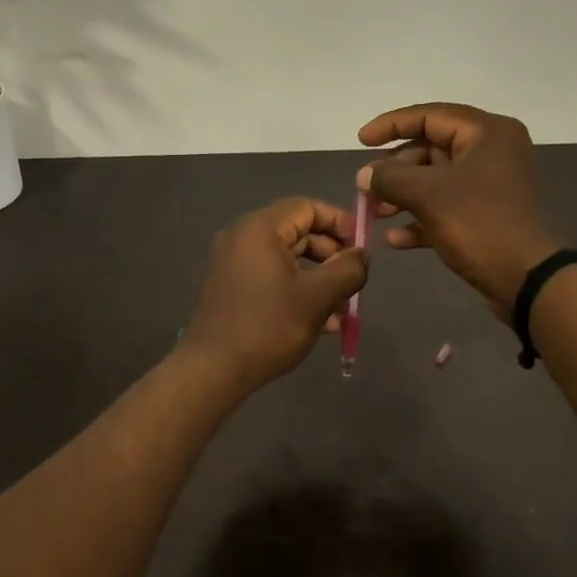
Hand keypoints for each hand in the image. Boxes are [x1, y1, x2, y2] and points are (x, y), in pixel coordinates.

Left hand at [180, 198, 369, 390]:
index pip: (307, 207)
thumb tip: (362, 255)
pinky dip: (297, 290)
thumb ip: (348, 270)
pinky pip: (272, 277)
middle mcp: (242, 237)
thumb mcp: (318, 297)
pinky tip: (321, 322)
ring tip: (342, 309)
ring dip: (319, 278)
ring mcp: (234, 263)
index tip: (362, 246)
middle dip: (331, 256)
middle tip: (354, 280)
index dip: (340, 222)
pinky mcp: (232, 287)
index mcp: (259, 228)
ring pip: (288, 259)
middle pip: (298, 232)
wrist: (214, 369)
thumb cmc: (268, 326)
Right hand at [358, 103, 561, 318]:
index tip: (361, 141)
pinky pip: (446, 208)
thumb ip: (390, 178)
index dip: (391, 125)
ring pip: (436, 181)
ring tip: (375, 214)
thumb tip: (364, 175)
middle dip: (394, 169)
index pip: (430, 115)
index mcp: (486, 133)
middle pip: (431, 149)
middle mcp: (492, 152)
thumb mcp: (428, 195)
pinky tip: (395, 241)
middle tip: (366, 188)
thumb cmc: (480, 224)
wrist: (529, 280)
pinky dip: (420, 220)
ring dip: (402, 196)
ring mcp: (491, 186)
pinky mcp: (487, 217)